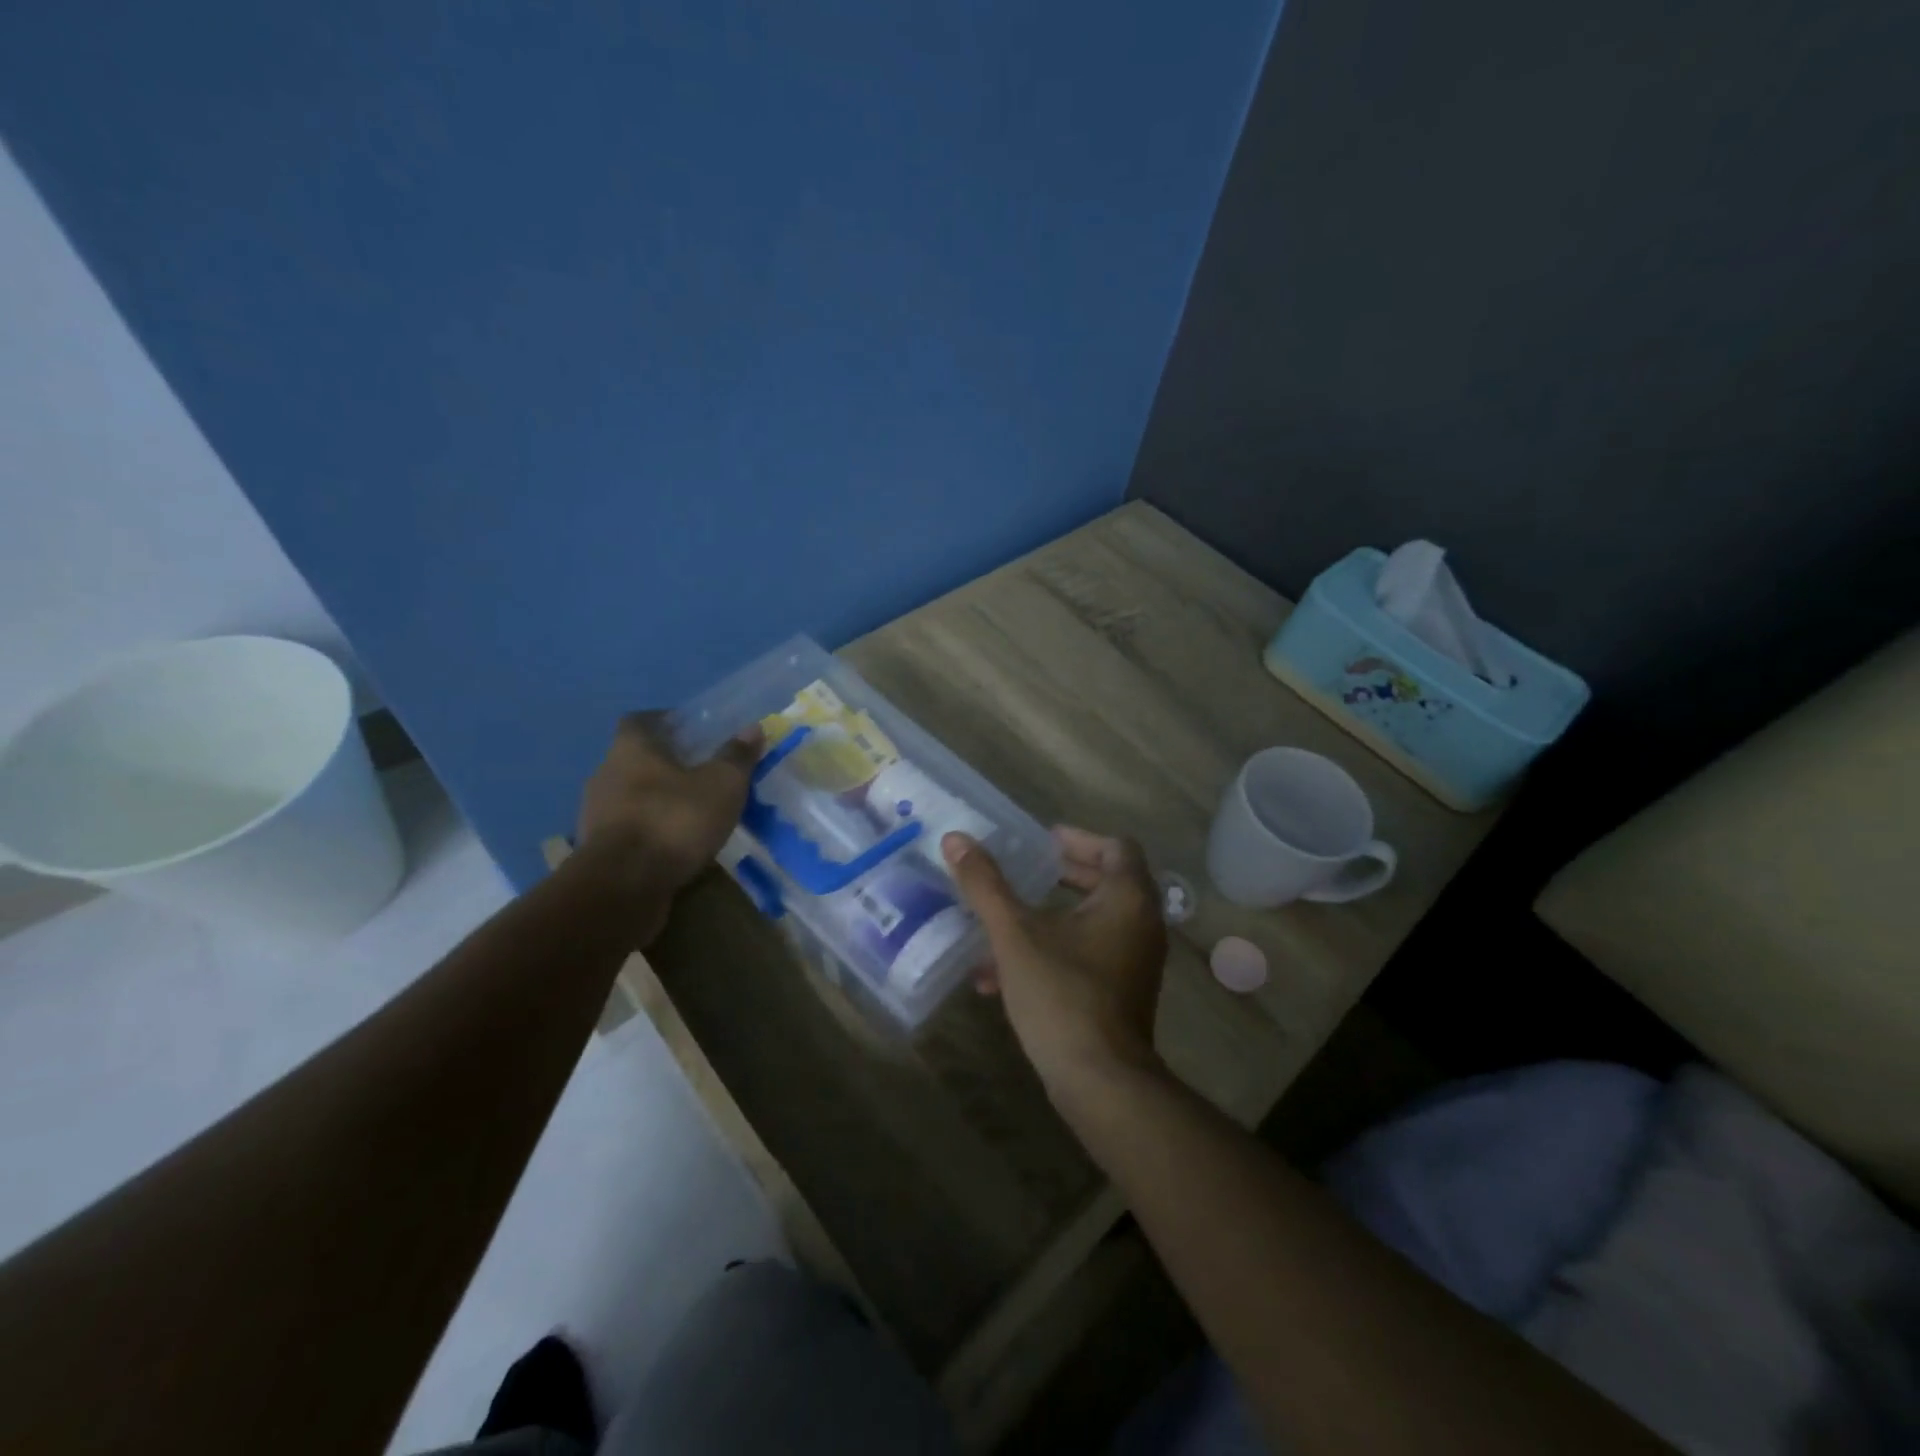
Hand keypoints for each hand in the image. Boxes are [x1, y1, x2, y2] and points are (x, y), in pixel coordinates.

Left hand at [576, 712, 762, 891]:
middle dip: (667, 764)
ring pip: (632, 796)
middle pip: (636, 759)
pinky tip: (675, 845)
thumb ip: (737, 756)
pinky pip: (629, 829)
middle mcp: (606, 774)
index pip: (640, 720)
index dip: (666, 722)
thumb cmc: (674, 820)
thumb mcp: (722, 785)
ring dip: (658, 801)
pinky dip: (650, 831)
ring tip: (693, 813)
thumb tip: (753, 728)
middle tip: (703, 774)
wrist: (623, 886)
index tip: (693, 733)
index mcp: (631, 749)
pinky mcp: (597, 849)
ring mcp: (596, 813)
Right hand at [942, 826, 1167, 1106]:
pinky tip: (1004, 973)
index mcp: (1128, 898)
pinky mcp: (1124, 993)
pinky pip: (1091, 954)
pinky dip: (1056, 949)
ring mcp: (1137, 961)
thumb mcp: (1015, 933)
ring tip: (1006, 918)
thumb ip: (985, 884)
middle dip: (1063, 874)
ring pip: (1094, 921)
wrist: (1099, 1081)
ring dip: (1053, 914)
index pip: (1117, 846)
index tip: (1043, 842)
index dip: (1079, 838)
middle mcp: (1142, 924)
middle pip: (1107, 881)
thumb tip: (955, 839)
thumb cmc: (1061, 993)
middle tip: (1025, 870)